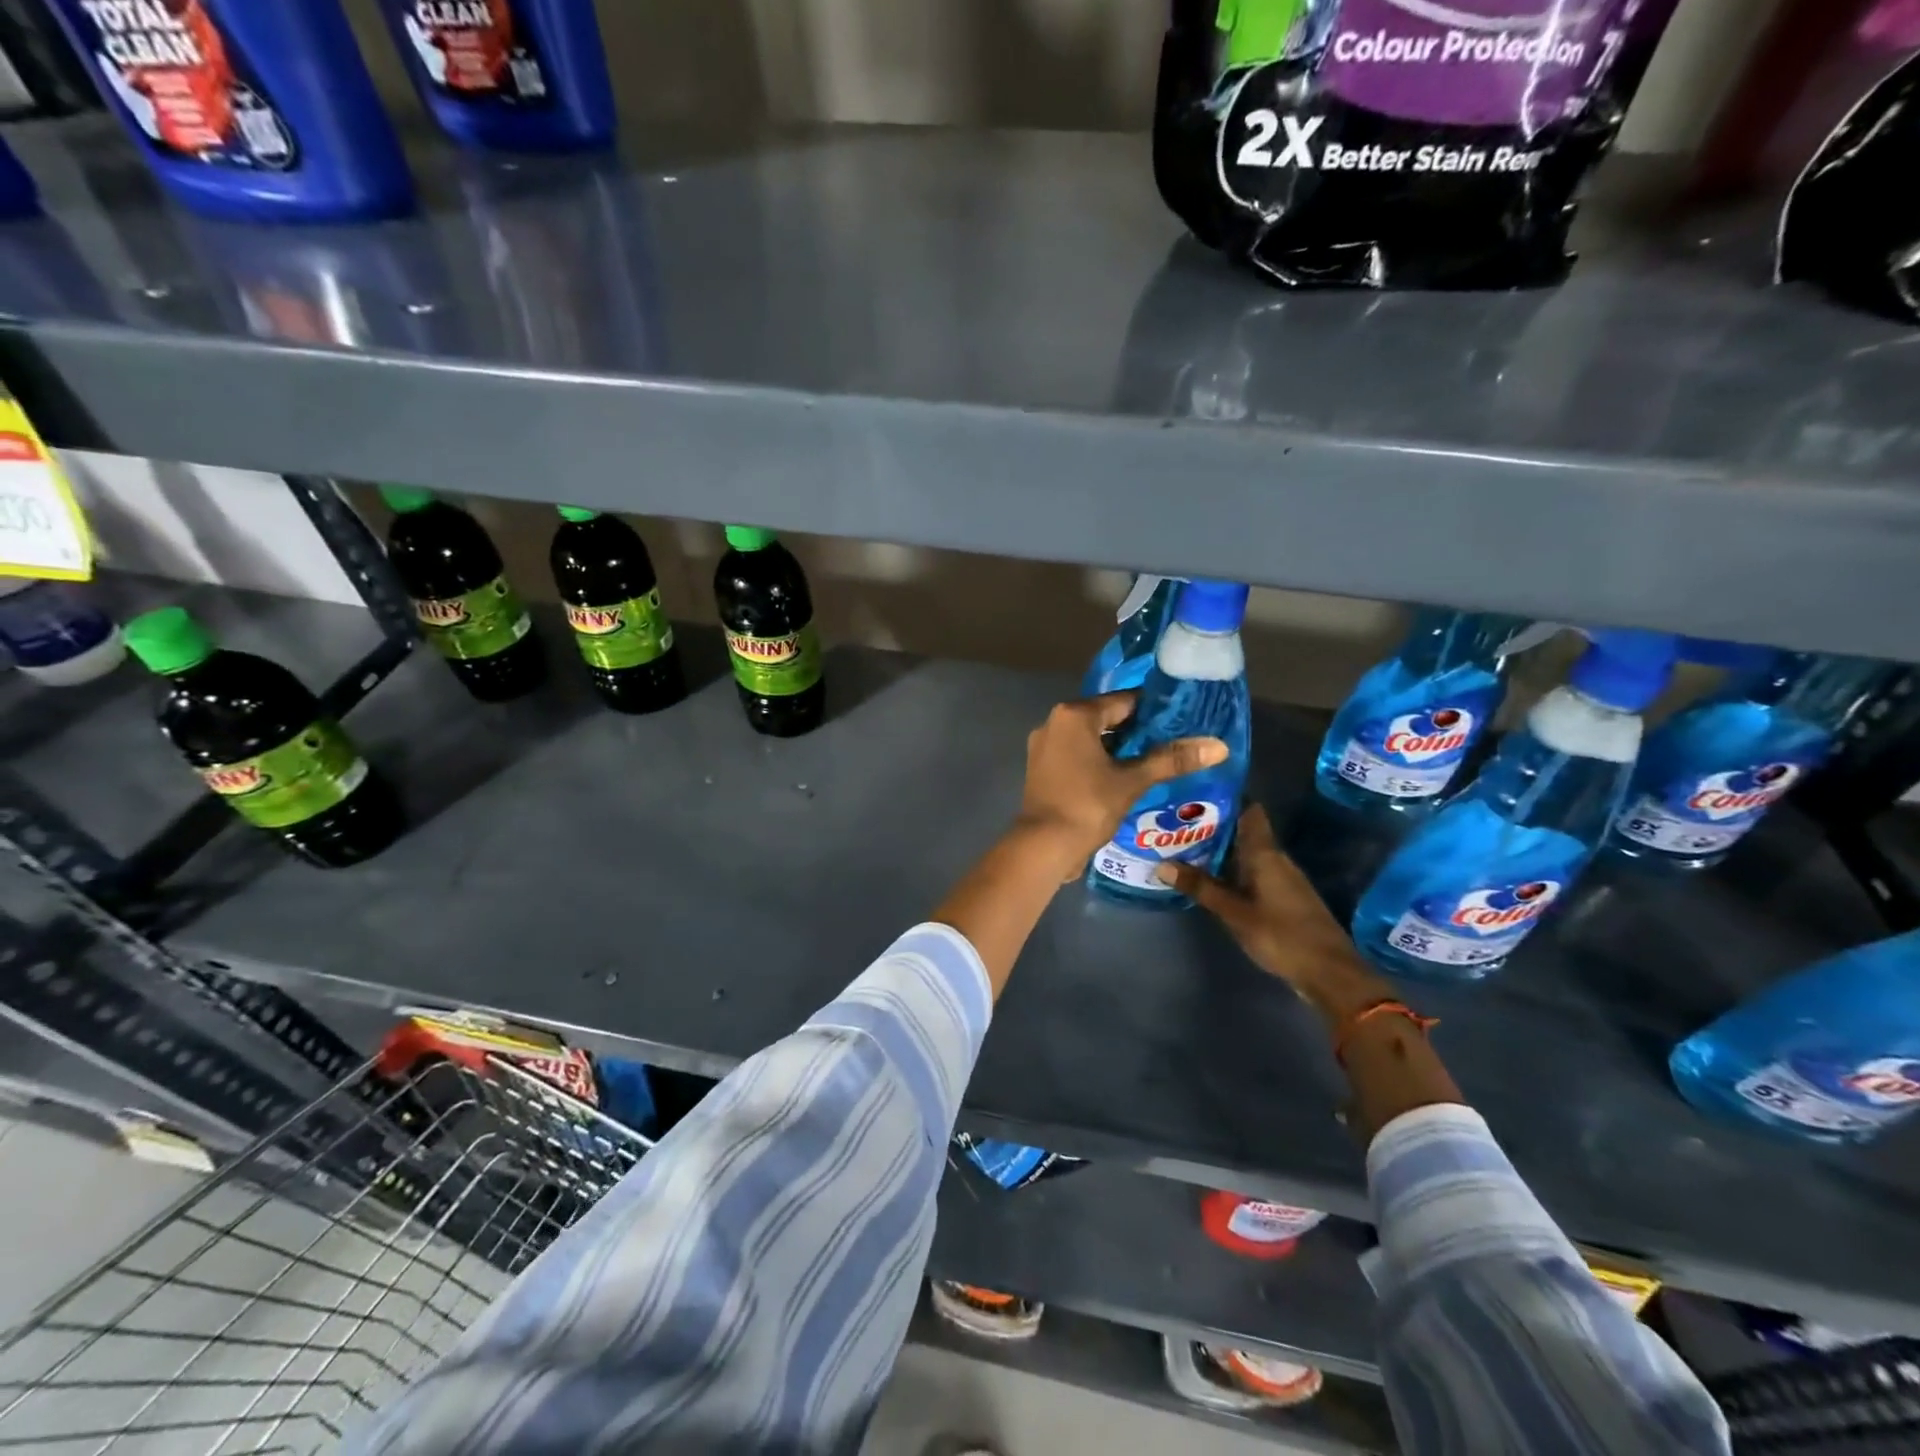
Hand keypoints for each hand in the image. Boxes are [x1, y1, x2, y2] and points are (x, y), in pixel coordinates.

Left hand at [1015, 692, 1227, 874]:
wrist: (1043, 846)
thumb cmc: (1088, 806)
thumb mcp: (1133, 781)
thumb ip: (1172, 760)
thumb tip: (1219, 746)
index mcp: (1074, 714)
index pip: (1124, 701)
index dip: (1155, 711)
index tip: (1182, 721)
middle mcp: (1054, 722)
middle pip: (1106, 718)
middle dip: (1138, 730)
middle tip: (1173, 742)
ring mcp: (1044, 746)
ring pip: (1091, 738)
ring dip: (1119, 748)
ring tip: (1155, 760)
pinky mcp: (1042, 768)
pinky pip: (1077, 754)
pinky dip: (1099, 761)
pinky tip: (1124, 776)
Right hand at [1156, 806, 1389, 1020]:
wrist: (1329, 972)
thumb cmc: (1281, 935)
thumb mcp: (1233, 913)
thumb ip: (1200, 887)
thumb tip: (1162, 864)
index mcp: (1265, 854)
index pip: (1250, 811)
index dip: (1227, 797)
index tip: (1197, 792)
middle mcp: (1276, 859)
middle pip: (1244, 832)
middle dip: (1214, 826)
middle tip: (1177, 822)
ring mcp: (1283, 879)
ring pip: (1247, 853)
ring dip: (1221, 850)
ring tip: (1185, 847)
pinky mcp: (1284, 898)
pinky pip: (1253, 872)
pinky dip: (1232, 870)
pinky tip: (1211, 878)